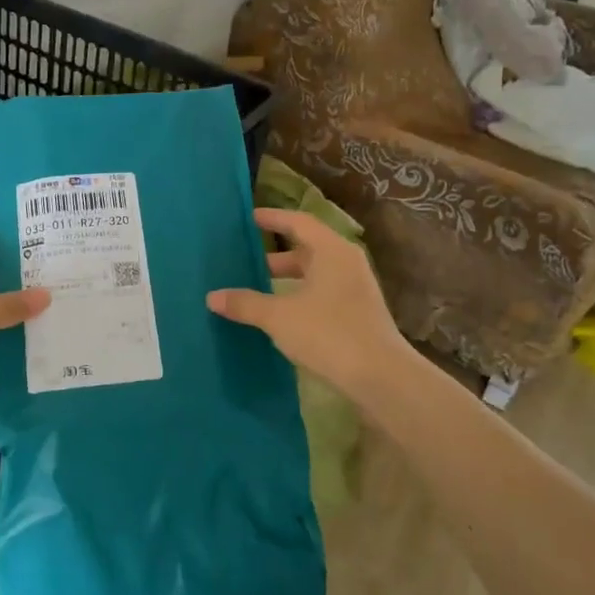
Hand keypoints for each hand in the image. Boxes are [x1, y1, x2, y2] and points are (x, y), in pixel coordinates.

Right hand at [206, 208, 413, 399]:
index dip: (273, 219)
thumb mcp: (279, 317)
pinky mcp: (358, 313)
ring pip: (315, 274)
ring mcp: (355, 289)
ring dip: (287, 279)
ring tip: (257, 288)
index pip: (299, 222)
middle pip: (307, 248)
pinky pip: (322, 293)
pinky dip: (299, 296)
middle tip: (245, 259)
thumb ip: (246, 303)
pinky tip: (280, 314)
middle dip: (275, 255)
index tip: (249, 218)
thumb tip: (212, 296)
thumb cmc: (329, 333)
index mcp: (331, 250)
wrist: (381, 377)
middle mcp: (346, 263)